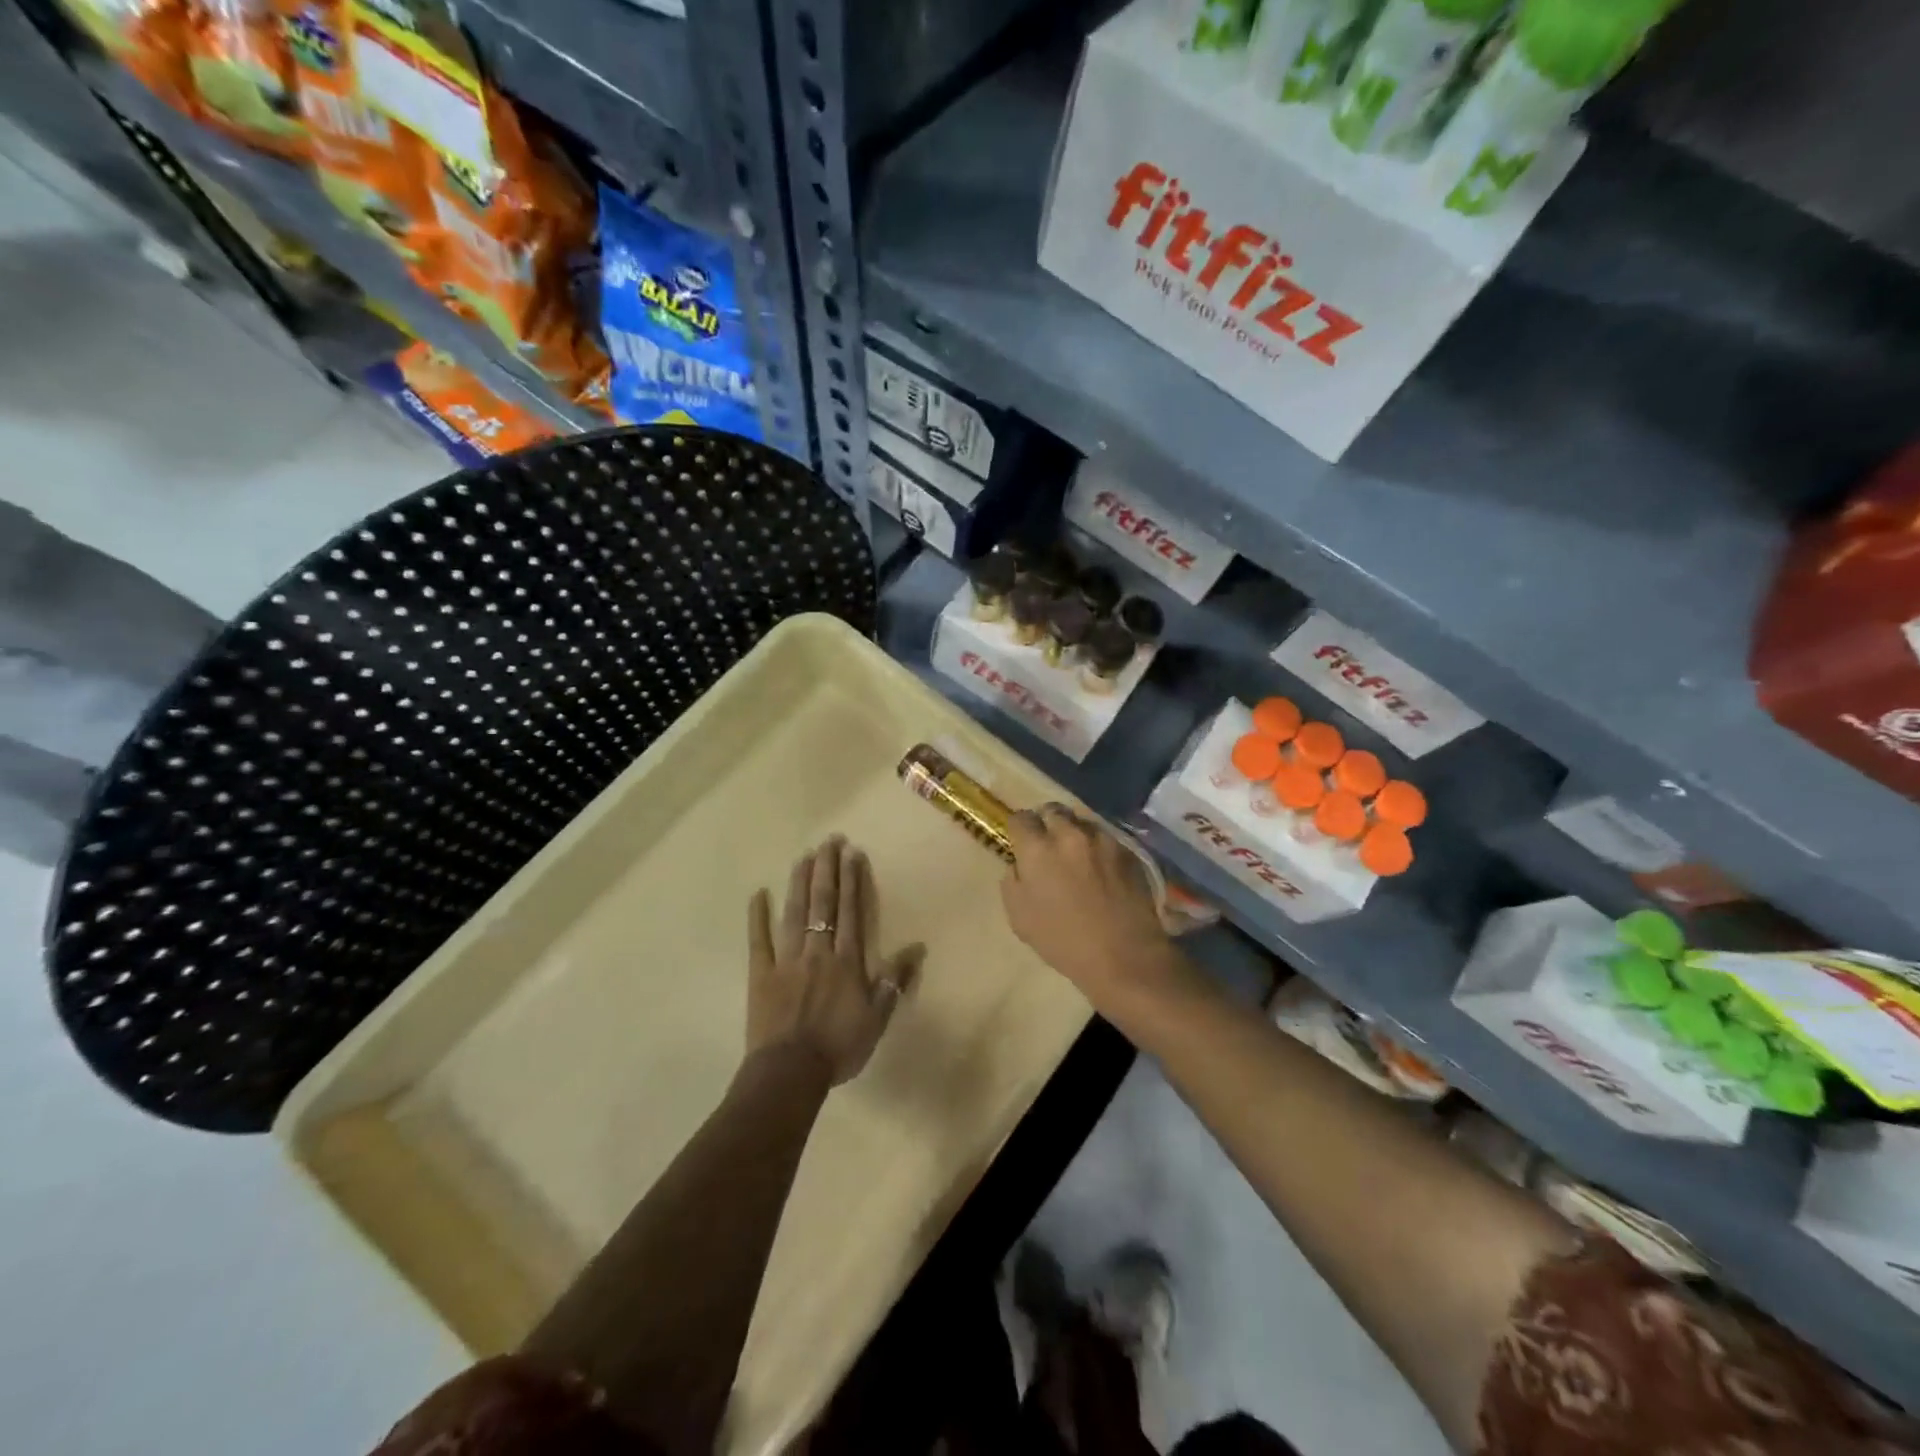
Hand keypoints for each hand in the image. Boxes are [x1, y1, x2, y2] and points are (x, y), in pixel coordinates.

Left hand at [746, 837, 924, 1085]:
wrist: (790, 1073)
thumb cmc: (839, 1047)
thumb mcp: (877, 1018)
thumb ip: (894, 980)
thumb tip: (916, 948)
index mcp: (846, 961)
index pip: (851, 912)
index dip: (853, 881)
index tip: (853, 853)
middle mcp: (818, 951)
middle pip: (823, 903)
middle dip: (828, 869)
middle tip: (830, 840)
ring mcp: (787, 960)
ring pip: (795, 913)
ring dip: (800, 882)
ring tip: (804, 856)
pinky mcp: (761, 974)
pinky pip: (758, 941)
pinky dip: (757, 917)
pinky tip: (757, 894)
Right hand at [1001, 805, 1175, 1001]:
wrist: (1124, 956)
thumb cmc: (1064, 942)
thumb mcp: (1020, 917)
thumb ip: (1013, 881)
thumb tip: (1018, 864)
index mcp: (1037, 849)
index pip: (1020, 818)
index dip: (1018, 830)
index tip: (1021, 843)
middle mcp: (1069, 834)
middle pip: (1052, 810)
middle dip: (1046, 823)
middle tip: (1048, 845)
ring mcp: (1102, 839)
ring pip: (1081, 821)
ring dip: (1074, 832)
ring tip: (1076, 855)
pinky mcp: (1127, 850)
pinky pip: (1105, 837)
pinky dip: (1097, 846)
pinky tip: (1100, 868)